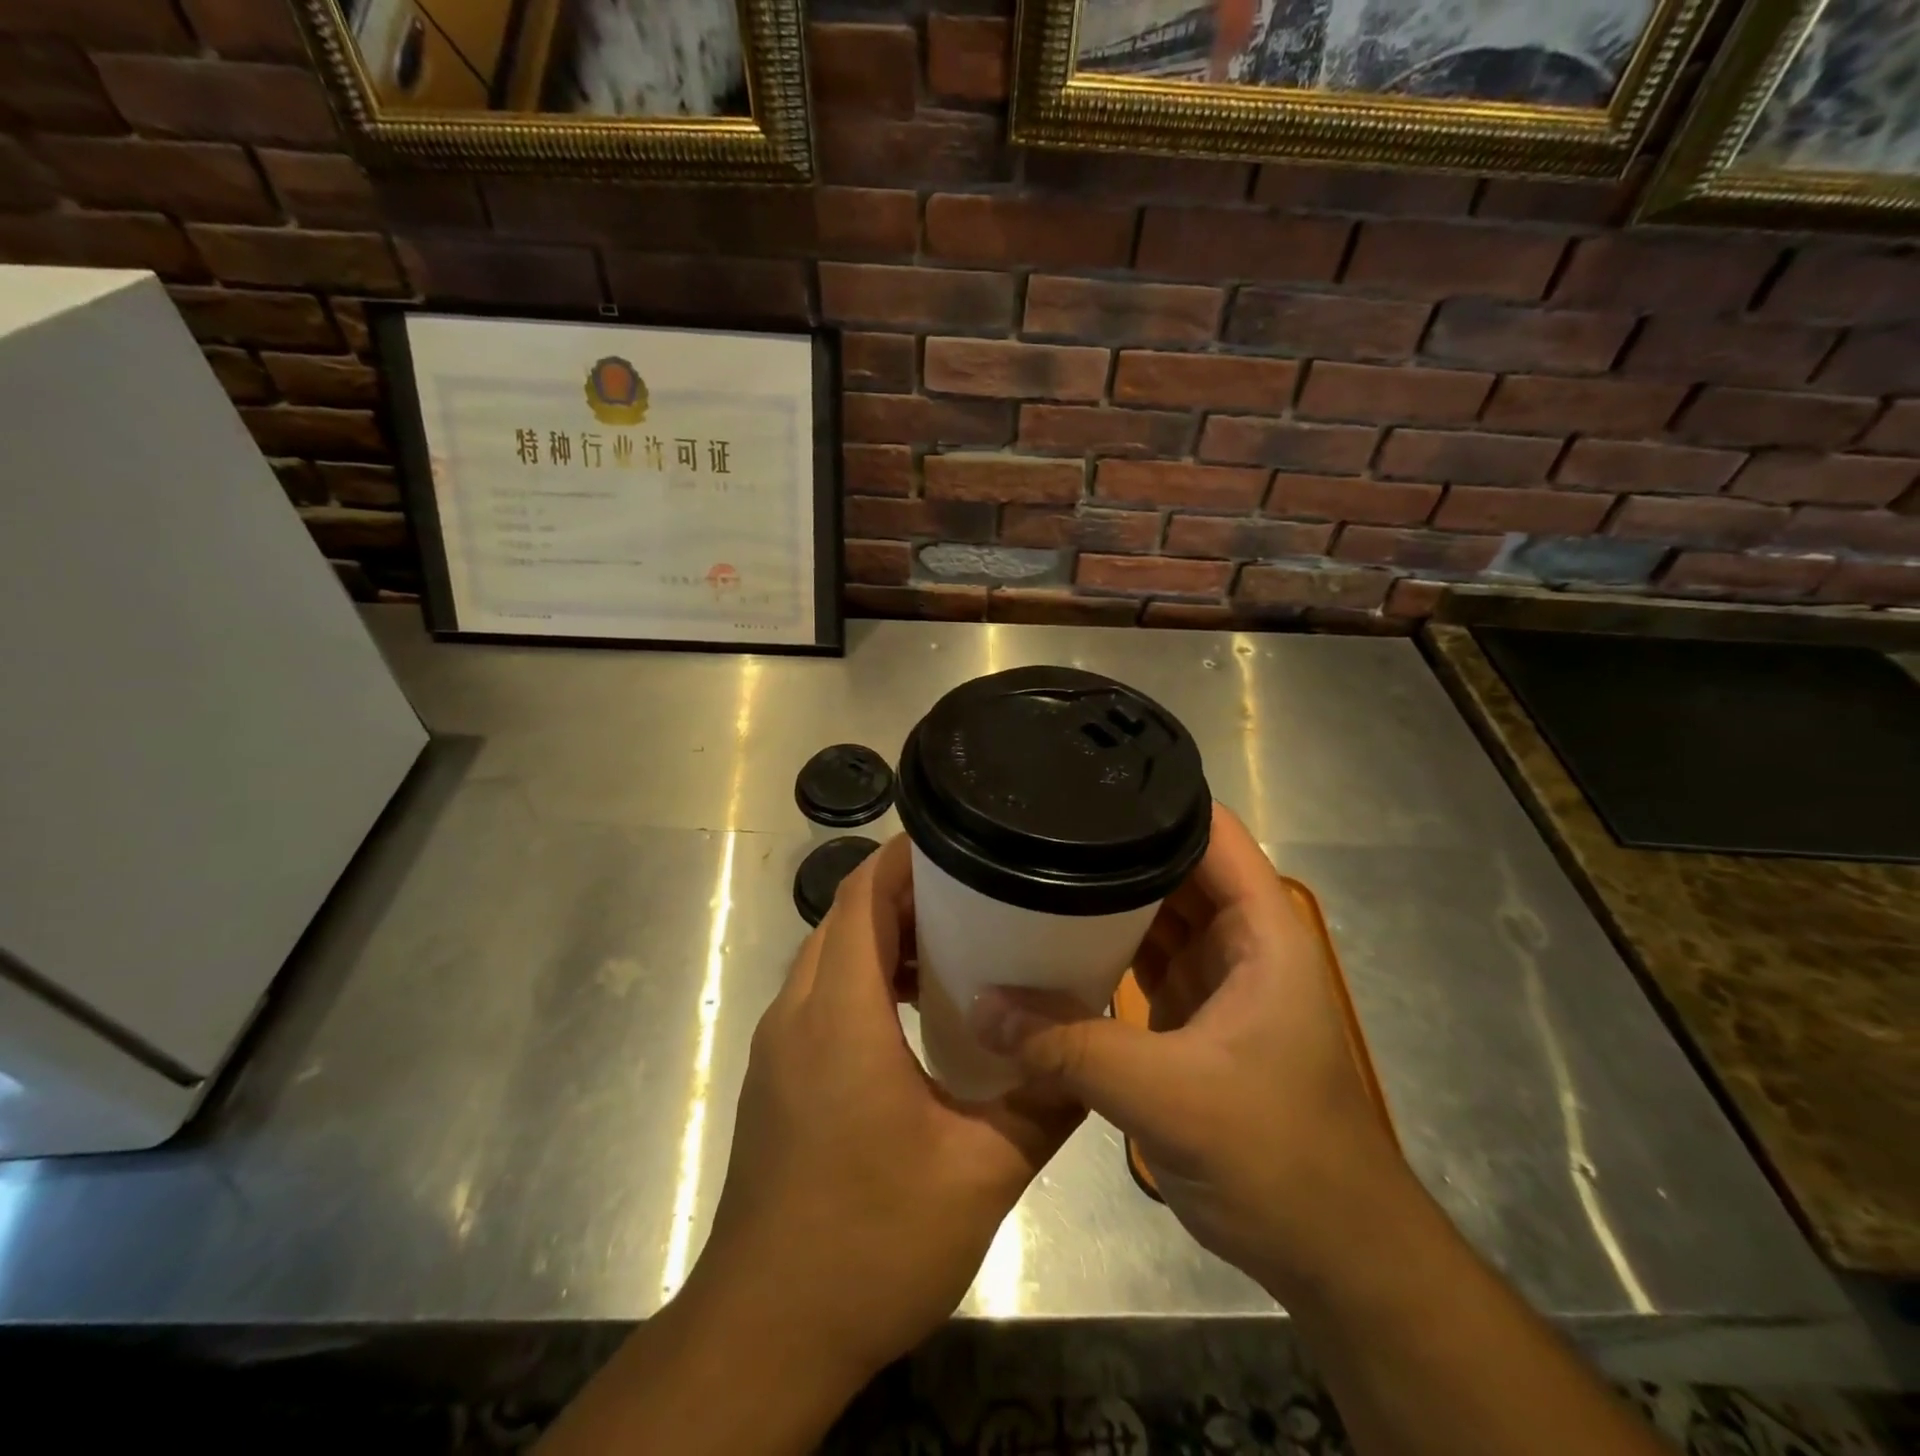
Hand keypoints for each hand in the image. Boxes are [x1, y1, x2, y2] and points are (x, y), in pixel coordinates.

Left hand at [682, 834, 1080, 1384]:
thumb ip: (1043, 1103)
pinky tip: (913, 1014)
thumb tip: (1092, 1052)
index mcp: (839, 1016)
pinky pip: (819, 996)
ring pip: (828, 956)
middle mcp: (797, 1014)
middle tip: (975, 894)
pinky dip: (862, 979)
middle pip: (844, 919)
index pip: (861, 897)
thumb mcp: (981, 1173)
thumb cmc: (871, 1242)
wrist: (767, 1332)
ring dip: (881, 939)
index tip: (959, 843)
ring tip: (952, 947)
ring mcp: (777, 1046)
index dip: (904, 859)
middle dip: (903, 894)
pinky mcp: (775, 1076)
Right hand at [973, 803, 1411, 1301]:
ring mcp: (1214, 979)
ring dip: (1103, 897)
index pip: (1211, 833)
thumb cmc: (1278, 1158)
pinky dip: (1102, 947)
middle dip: (1112, 844)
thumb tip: (980, 1003)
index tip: (1083, 781)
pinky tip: (1050, 936)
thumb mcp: (1171, 1097)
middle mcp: (1240, 941)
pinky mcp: (1189, 1016)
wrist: (1330, 1256)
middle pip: (1172, 866)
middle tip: (1036, 820)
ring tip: (1031, 863)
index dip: (1155, 799)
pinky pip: (1140, 959)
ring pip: (1153, 914)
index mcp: (1261, 931)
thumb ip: (1071, 1046)